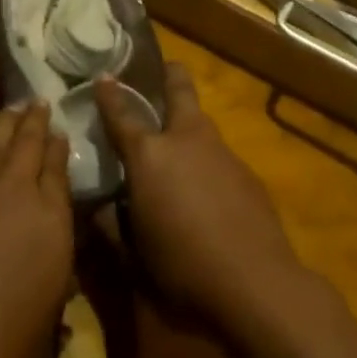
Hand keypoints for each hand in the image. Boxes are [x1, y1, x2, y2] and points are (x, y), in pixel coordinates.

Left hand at [0, 97, 73, 357]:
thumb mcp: (43, 344)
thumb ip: (53, 304)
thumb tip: (59, 288)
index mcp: (53, 226)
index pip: (60, 174)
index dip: (60, 151)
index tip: (61, 134)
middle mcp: (19, 195)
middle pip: (31, 147)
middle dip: (38, 123)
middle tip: (42, 103)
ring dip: (8, 121)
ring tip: (16, 103)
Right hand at [97, 64, 304, 330]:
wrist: (257, 285)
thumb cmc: (183, 272)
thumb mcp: (134, 259)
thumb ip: (113, 228)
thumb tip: (99, 210)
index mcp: (149, 155)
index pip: (122, 114)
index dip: (109, 94)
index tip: (102, 76)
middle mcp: (185, 139)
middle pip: (178, 87)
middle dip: (168, 74)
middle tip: (160, 72)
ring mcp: (221, 152)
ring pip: (201, 121)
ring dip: (188, 124)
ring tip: (179, 145)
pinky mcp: (247, 173)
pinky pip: (220, 156)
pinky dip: (208, 162)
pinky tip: (208, 192)